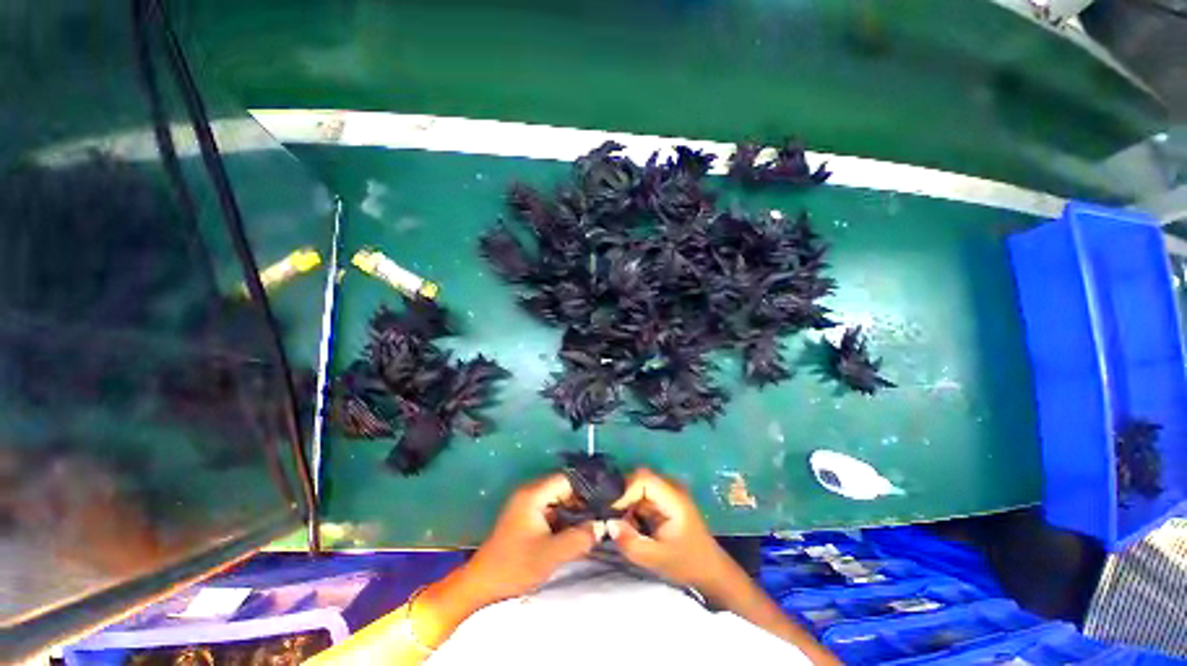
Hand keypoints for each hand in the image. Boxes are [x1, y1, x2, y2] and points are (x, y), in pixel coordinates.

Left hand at [461, 473, 600, 603]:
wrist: (482, 586)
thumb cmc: (514, 567)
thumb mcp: (550, 555)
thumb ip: (579, 538)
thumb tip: (602, 526)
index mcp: (533, 494)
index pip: (566, 479)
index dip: (586, 489)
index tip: (603, 502)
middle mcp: (530, 492)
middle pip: (563, 487)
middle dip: (582, 501)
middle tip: (601, 515)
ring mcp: (527, 504)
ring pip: (559, 499)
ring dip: (574, 511)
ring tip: (593, 522)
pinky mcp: (527, 516)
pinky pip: (552, 509)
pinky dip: (564, 518)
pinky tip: (576, 530)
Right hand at [608, 468, 731, 592]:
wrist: (710, 571)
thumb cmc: (687, 564)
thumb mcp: (657, 559)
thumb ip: (632, 542)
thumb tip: (609, 524)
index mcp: (673, 498)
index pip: (644, 479)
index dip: (625, 491)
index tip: (613, 511)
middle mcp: (671, 488)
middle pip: (639, 479)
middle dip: (623, 497)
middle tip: (612, 519)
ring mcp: (668, 493)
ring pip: (638, 487)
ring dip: (627, 503)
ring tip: (621, 525)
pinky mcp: (664, 500)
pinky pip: (642, 496)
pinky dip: (633, 508)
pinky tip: (632, 526)